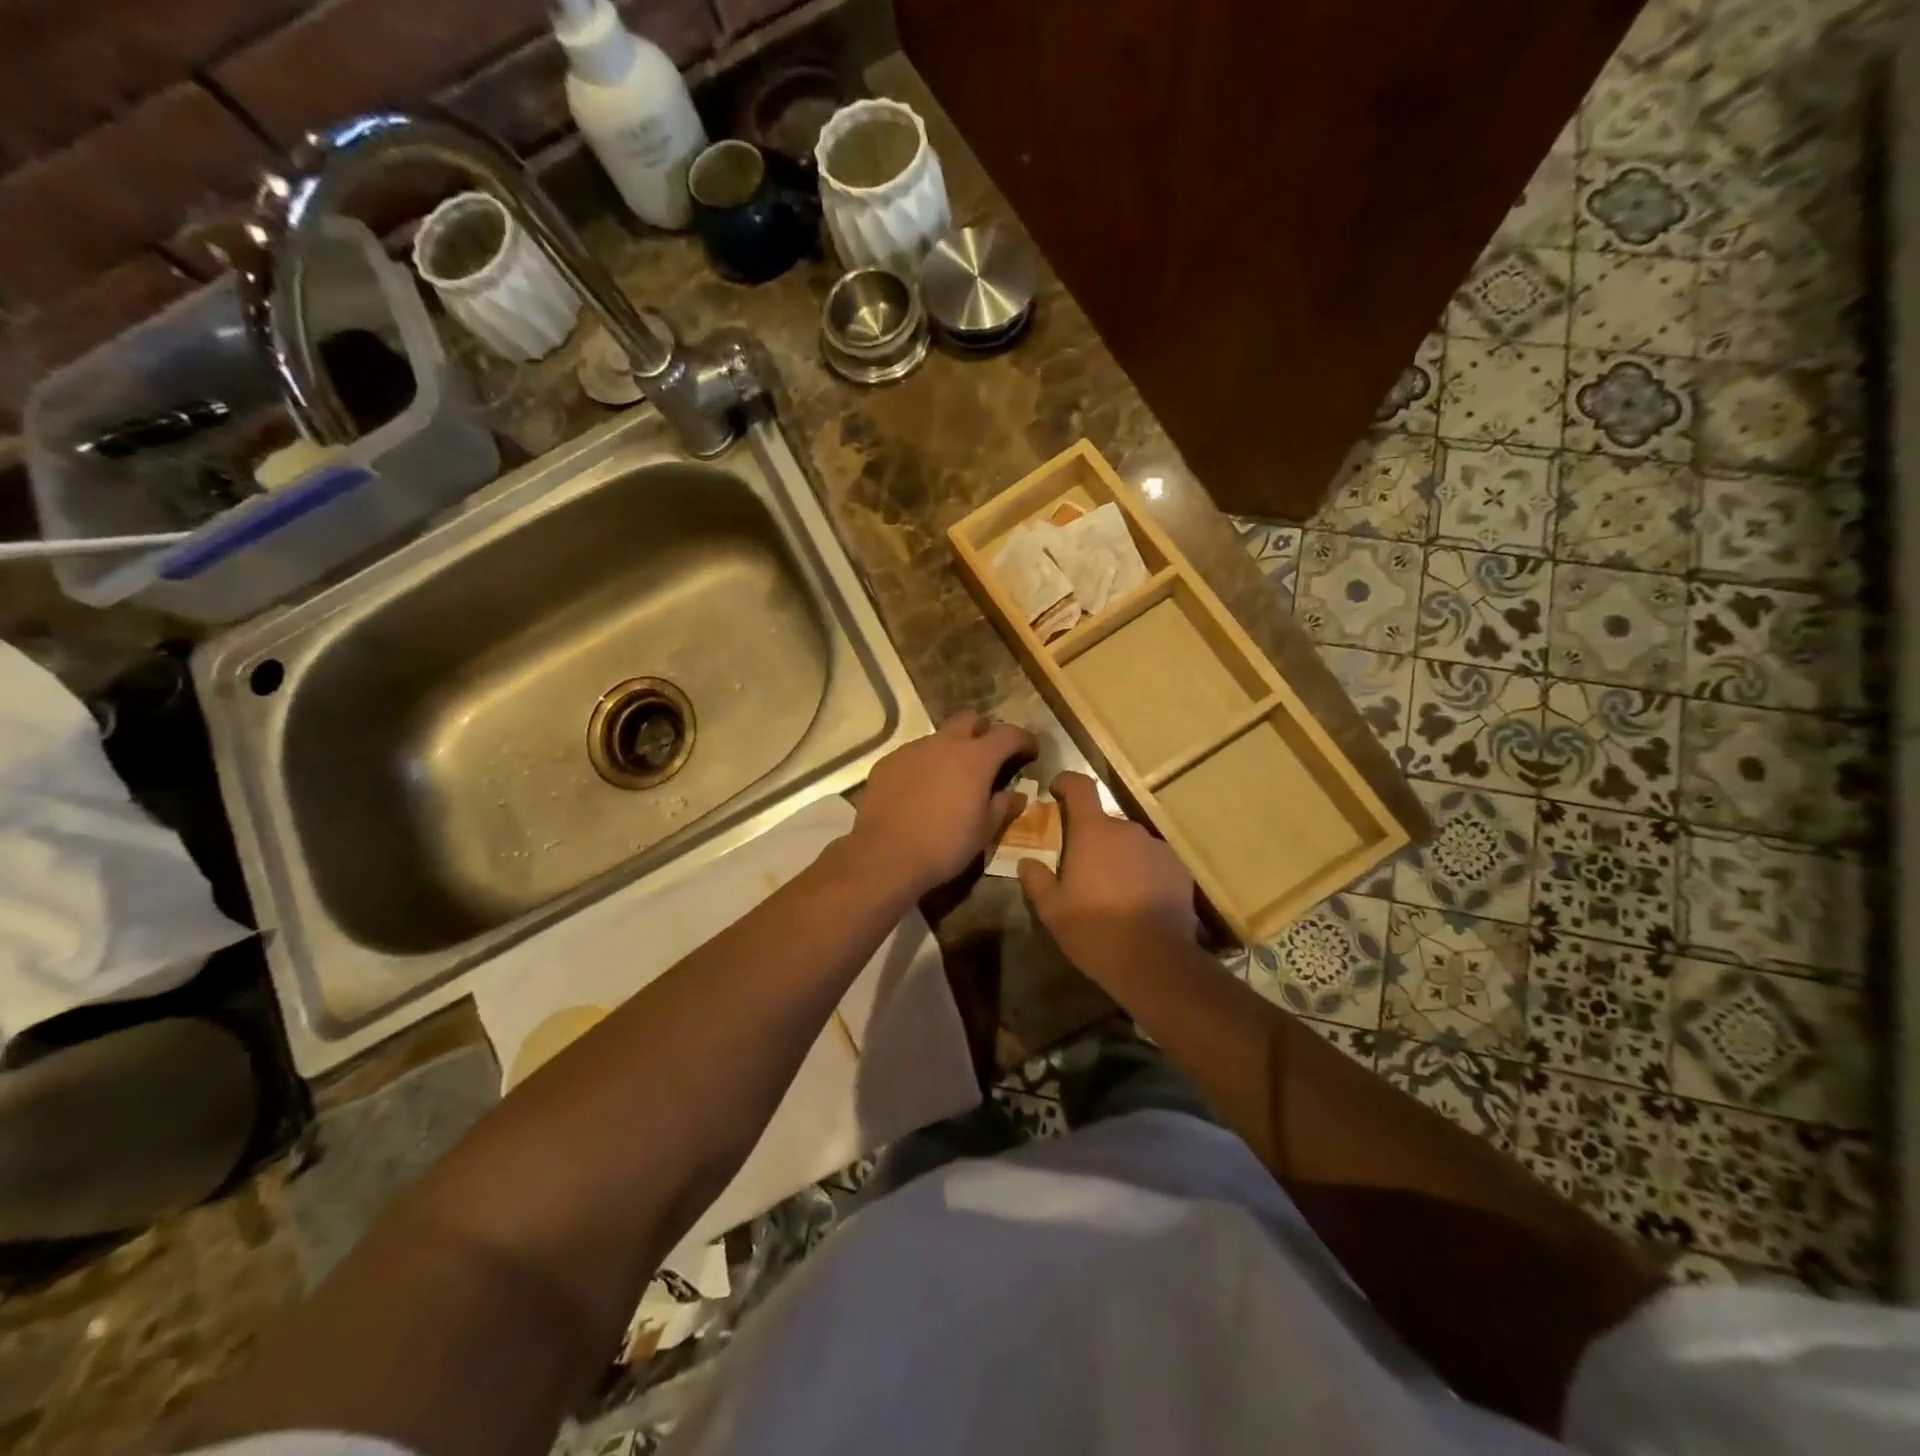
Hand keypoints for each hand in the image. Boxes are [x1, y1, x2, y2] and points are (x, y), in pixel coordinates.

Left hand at [845, 710, 1038, 898]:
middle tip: (989, 755)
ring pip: (939, 736)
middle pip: (971, 719)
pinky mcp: (888, 762)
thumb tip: (1017, 795)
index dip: (1024, 739)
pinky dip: (925, 764)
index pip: (1009, 734)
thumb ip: (1003, 806)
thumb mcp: (984, 831)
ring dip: (952, 748)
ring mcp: (912, 749)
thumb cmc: (944, 845)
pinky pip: (914, 754)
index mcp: (976, 758)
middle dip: (984, 731)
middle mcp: (944, 743)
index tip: (1031, 751)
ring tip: (952, 776)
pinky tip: (921, 789)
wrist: (885, 856)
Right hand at [1016, 772, 1196, 978]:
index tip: (1056, 790)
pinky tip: (1137, 903)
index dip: (1066, 782)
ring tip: (1112, 892)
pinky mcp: (1180, 870)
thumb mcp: (1052, 911)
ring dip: (1118, 858)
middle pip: (1104, 822)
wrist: (1156, 963)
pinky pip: (1153, 862)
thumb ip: (1036, 880)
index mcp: (1093, 832)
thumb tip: (1027, 862)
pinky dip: (1142, 874)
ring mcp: (1158, 848)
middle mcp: (1128, 830)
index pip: (1080, 786)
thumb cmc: (1095, 931)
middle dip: (1091, 838)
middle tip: (1080, 869)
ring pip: (1130, 844)